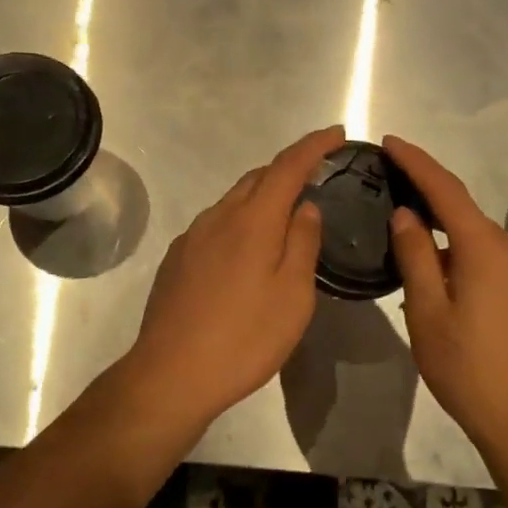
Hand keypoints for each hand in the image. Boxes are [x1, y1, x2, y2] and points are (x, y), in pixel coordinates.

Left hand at [122, 126, 341, 424]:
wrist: (171, 374)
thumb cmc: (245, 337)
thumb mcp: (293, 295)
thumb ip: (303, 243)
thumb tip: (306, 207)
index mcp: (253, 220)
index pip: (288, 166)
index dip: (314, 146)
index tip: (336, 133)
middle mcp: (219, 217)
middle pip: (258, 178)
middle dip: (288, 170)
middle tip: (316, 179)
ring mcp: (192, 237)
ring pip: (234, 201)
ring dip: (262, 198)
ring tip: (285, 219)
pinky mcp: (177, 258)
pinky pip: (216, 225)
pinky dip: (240, 223)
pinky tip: (246, 253)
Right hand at [383, 135, 507, 448]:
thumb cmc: (468, 369)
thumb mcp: (427, 313)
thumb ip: (415, 256)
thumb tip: (406, 213)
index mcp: (485, 249)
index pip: (447, 191)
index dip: (417, 163)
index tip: (390, 142)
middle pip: (465, 216)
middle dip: (428, 208)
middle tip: (391, 209)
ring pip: (479, 242)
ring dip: (447, 244)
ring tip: (413, 268)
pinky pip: (495, 262)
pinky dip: (466, 262)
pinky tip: (447, 290)